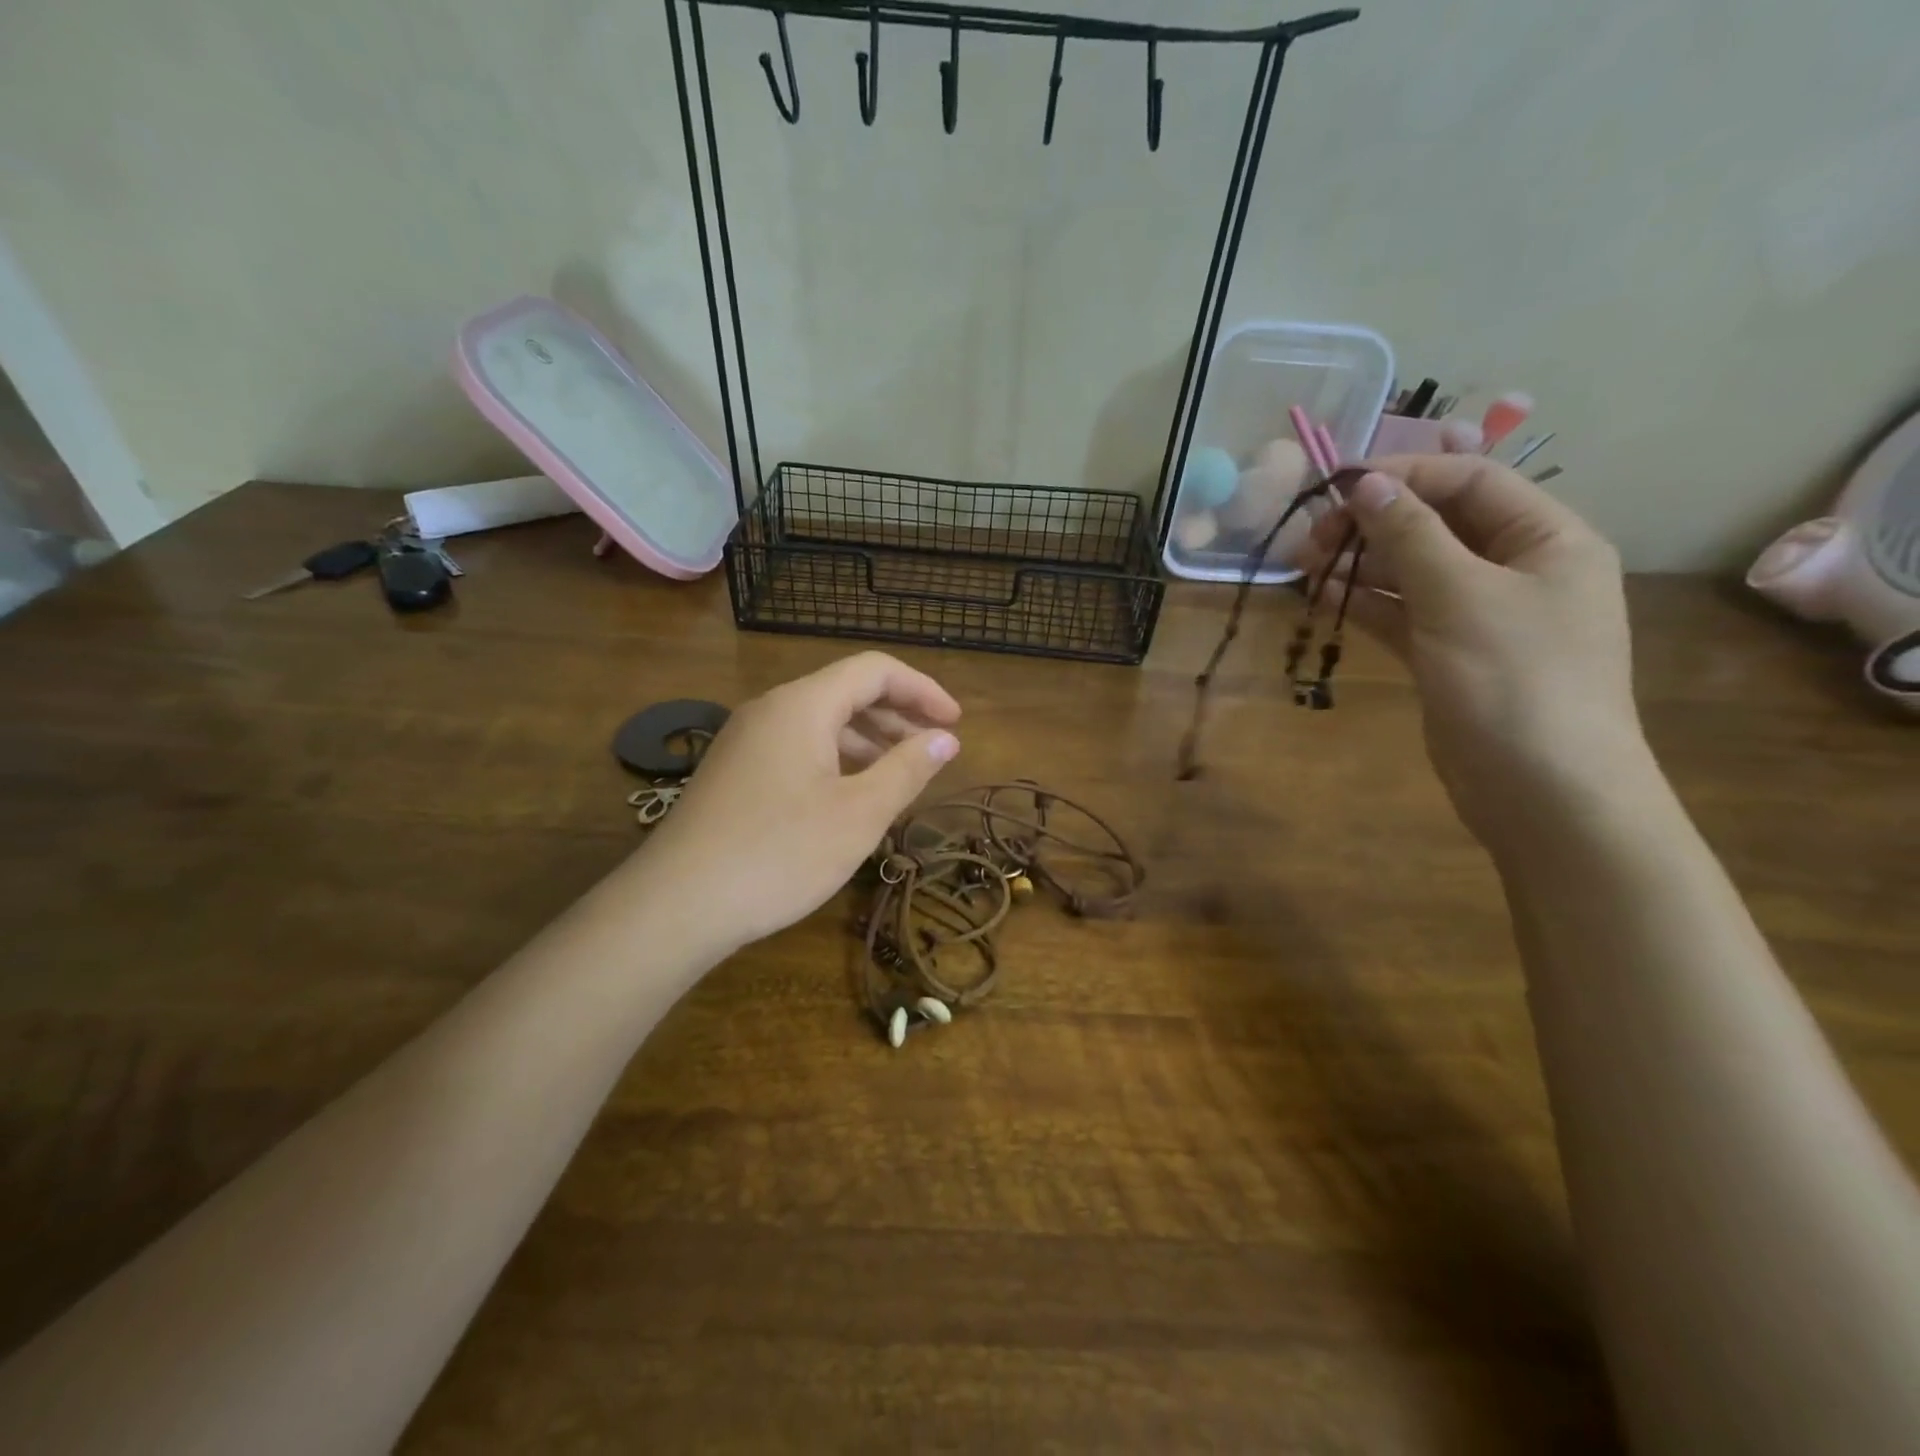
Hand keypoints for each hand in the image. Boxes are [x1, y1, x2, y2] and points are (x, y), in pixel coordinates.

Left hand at [634, 652, 960, 952]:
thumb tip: (946, 739)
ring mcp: (746, 740)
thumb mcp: (859, 813)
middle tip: (936, 749)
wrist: (677, 904)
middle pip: (846, 691)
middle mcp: (771, 709)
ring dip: (868, 740)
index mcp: (803, 705)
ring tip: (901, 774)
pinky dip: (836, 759)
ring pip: (820, 722)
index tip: (955, 724)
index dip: (922, 690)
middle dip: (898, 715)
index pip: (874, 670)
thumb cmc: (780, 853)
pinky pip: (797, 747)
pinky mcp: (734, 771)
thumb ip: (907, 769)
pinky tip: (851, 795)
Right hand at [1298, 454, 1646, 841]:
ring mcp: (1482, 616)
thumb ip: (1411, 535)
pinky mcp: (1450, 655)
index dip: (1404, 475)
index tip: (1336, 487)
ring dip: (1362, 563)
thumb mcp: (1461, 596)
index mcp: (1547, 539)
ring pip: (1413, 571)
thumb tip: (1365, 482)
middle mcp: (1518, 569)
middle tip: (1311, 538)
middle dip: (1374, 524)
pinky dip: (1366, 603)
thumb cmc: (1514, 681)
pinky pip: (1404, 614)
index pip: (1470, 481)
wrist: (1543, 791)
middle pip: (1437, 525)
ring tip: (1304, 566)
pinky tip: (1324, 598)